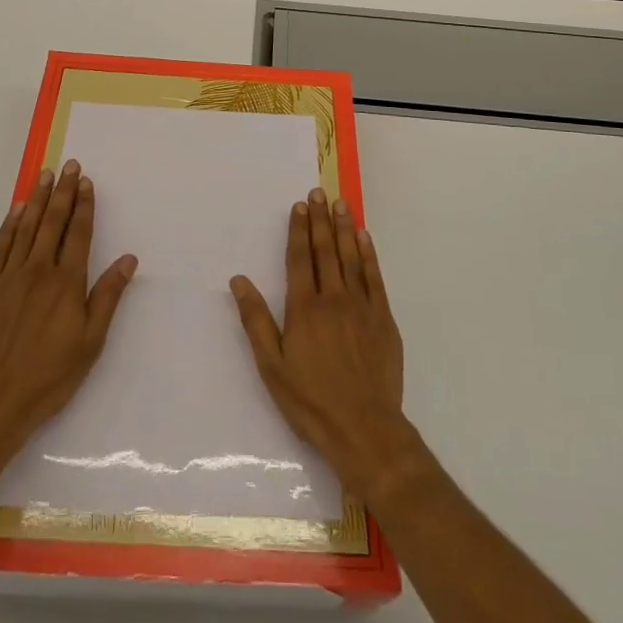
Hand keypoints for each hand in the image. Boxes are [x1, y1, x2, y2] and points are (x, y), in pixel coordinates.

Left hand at [0, 160, 137, 470]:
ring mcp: (8, 277)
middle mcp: (38, 271)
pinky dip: (9, 225)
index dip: (84, 206)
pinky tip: (16, 210)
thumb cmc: (49, 377)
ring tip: (45, 175)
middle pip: (53, 223)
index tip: (86, 182)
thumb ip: (107, 296)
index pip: (79, 233)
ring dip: (37, 199)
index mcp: (67, 284)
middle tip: (68, 165)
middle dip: (63, 192)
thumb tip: (128, 259)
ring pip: (26, 228)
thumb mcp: (91, 342)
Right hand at [230, 188, 411, 501]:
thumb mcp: (272, 366)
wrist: (365, 429)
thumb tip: (239, 280)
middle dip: (321, 220)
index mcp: (304, 308)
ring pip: (351, 257)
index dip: (299, 230)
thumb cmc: (311, 401)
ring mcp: (362, 306)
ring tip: (340, 204)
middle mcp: (333, 298)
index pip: (300, 258)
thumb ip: (256, 320)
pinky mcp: (383, 319)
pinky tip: (364, 238)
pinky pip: (374, 277)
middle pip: (326, 250)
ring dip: (344, 228)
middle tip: (319, 193)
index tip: (299, 206)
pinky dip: (368, 254)